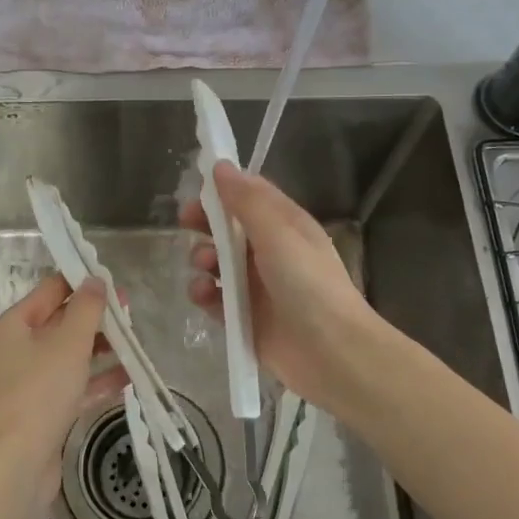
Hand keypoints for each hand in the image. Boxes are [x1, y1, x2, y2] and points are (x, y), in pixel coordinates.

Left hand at [0, 273, 127, 504]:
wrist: (16, 464)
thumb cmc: (39, 392)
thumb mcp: (68, 343)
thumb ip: (86, 308)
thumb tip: (96, 280)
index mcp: (13, 326)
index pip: (49, 291)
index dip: (81, 282)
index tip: (114, 282)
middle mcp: (16, 350)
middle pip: (60, 323)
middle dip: (96, 318)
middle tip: (131, 314)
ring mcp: (29, 383)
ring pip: (70, 356)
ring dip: (101, 349)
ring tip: (135, 345)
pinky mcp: (43, 411)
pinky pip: (74, 385)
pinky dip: (98, 380)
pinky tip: (130, 377)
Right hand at [182, 163, 379, 412]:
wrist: (332, 352)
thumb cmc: (308, 284)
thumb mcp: (279, 233)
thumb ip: (247, 201)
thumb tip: (221, 166)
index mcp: (285, 225)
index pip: (250, 196)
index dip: (223, 189)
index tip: (197, 187)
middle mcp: (269, 252)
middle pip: (228, 228)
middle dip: (205, 223)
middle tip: (187, 223)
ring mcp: (255, 286)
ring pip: (216, 263)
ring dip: (203, 258)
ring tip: (205, 267)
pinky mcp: (243, 317)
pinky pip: (214, 298)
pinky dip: (204, 294)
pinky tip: (204, 295)